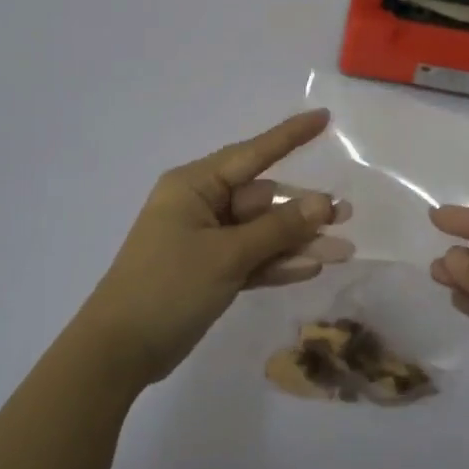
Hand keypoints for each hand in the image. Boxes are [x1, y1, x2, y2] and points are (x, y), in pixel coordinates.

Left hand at [79, 109, 350, 388]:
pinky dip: (278, 264)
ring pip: (262, 233)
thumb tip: (322, 203)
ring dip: (298, 242)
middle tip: (347, 216)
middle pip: (263, 200)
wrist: (120, 350)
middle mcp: (201, 207)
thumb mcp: (227, 255)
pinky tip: (312, 268)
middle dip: (304, 210)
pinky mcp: (211, 271)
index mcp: (194, 187)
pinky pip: (252, 259)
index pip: (252, 154)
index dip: (290, 136)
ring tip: (343, 251)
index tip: (324, 118)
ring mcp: (206, 241)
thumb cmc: (168, 288)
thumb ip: (277, 229)